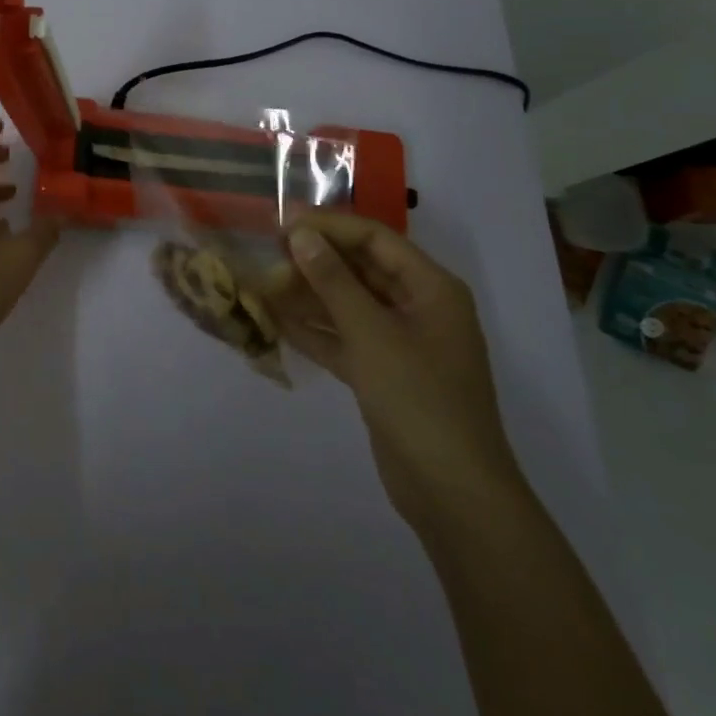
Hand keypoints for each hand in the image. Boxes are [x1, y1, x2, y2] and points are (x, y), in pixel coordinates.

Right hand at [263, 212, 523, 530]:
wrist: (453, 494)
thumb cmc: (419, 399)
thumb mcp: (371, 333)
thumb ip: (333, 281)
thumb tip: (301, 235)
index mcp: (431, 288)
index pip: (374, 239)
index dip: (328, 226)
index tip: (281, 222)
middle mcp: (418, 307)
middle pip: (361, 269)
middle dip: (315, 261)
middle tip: (267, 253)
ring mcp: (401, 343)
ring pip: (349, 304)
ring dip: (308, 295)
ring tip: (262, 283)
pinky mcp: (384, 374)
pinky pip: (344, 338)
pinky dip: (314, 330)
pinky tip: (276, 321)